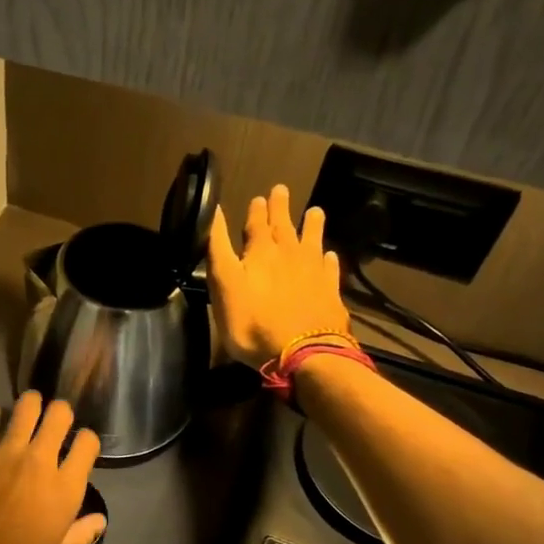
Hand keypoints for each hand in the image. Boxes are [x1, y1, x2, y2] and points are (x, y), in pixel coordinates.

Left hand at [0, 392, 104, 543]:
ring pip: (26, 406)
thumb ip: (81, 535)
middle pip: (59, 414)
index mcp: (65, 488)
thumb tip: (100, 520)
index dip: (86, 441)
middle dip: (61, 413)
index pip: (87, 443)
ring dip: (31, 405)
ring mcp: (5, 453)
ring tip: (28, 412)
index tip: (79, 448)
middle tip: (54, 423)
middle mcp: (40, 461)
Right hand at [208, 183, 351, 365]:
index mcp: (260, 252)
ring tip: (315, 211)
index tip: (258, 196)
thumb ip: (218, 248)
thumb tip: (213, 211)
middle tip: (281, 190)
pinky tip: (330, 255)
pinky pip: (330, 268)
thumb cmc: (252, 321)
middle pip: (284, 226)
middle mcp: (289, 254)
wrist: (303, 353)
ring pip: (313, 240)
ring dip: (312, 225)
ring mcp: (313, 272)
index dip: (256, 211)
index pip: (256, 224)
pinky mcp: (330, 292)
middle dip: (280, 208)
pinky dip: (329, 259)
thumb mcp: (224, 284)